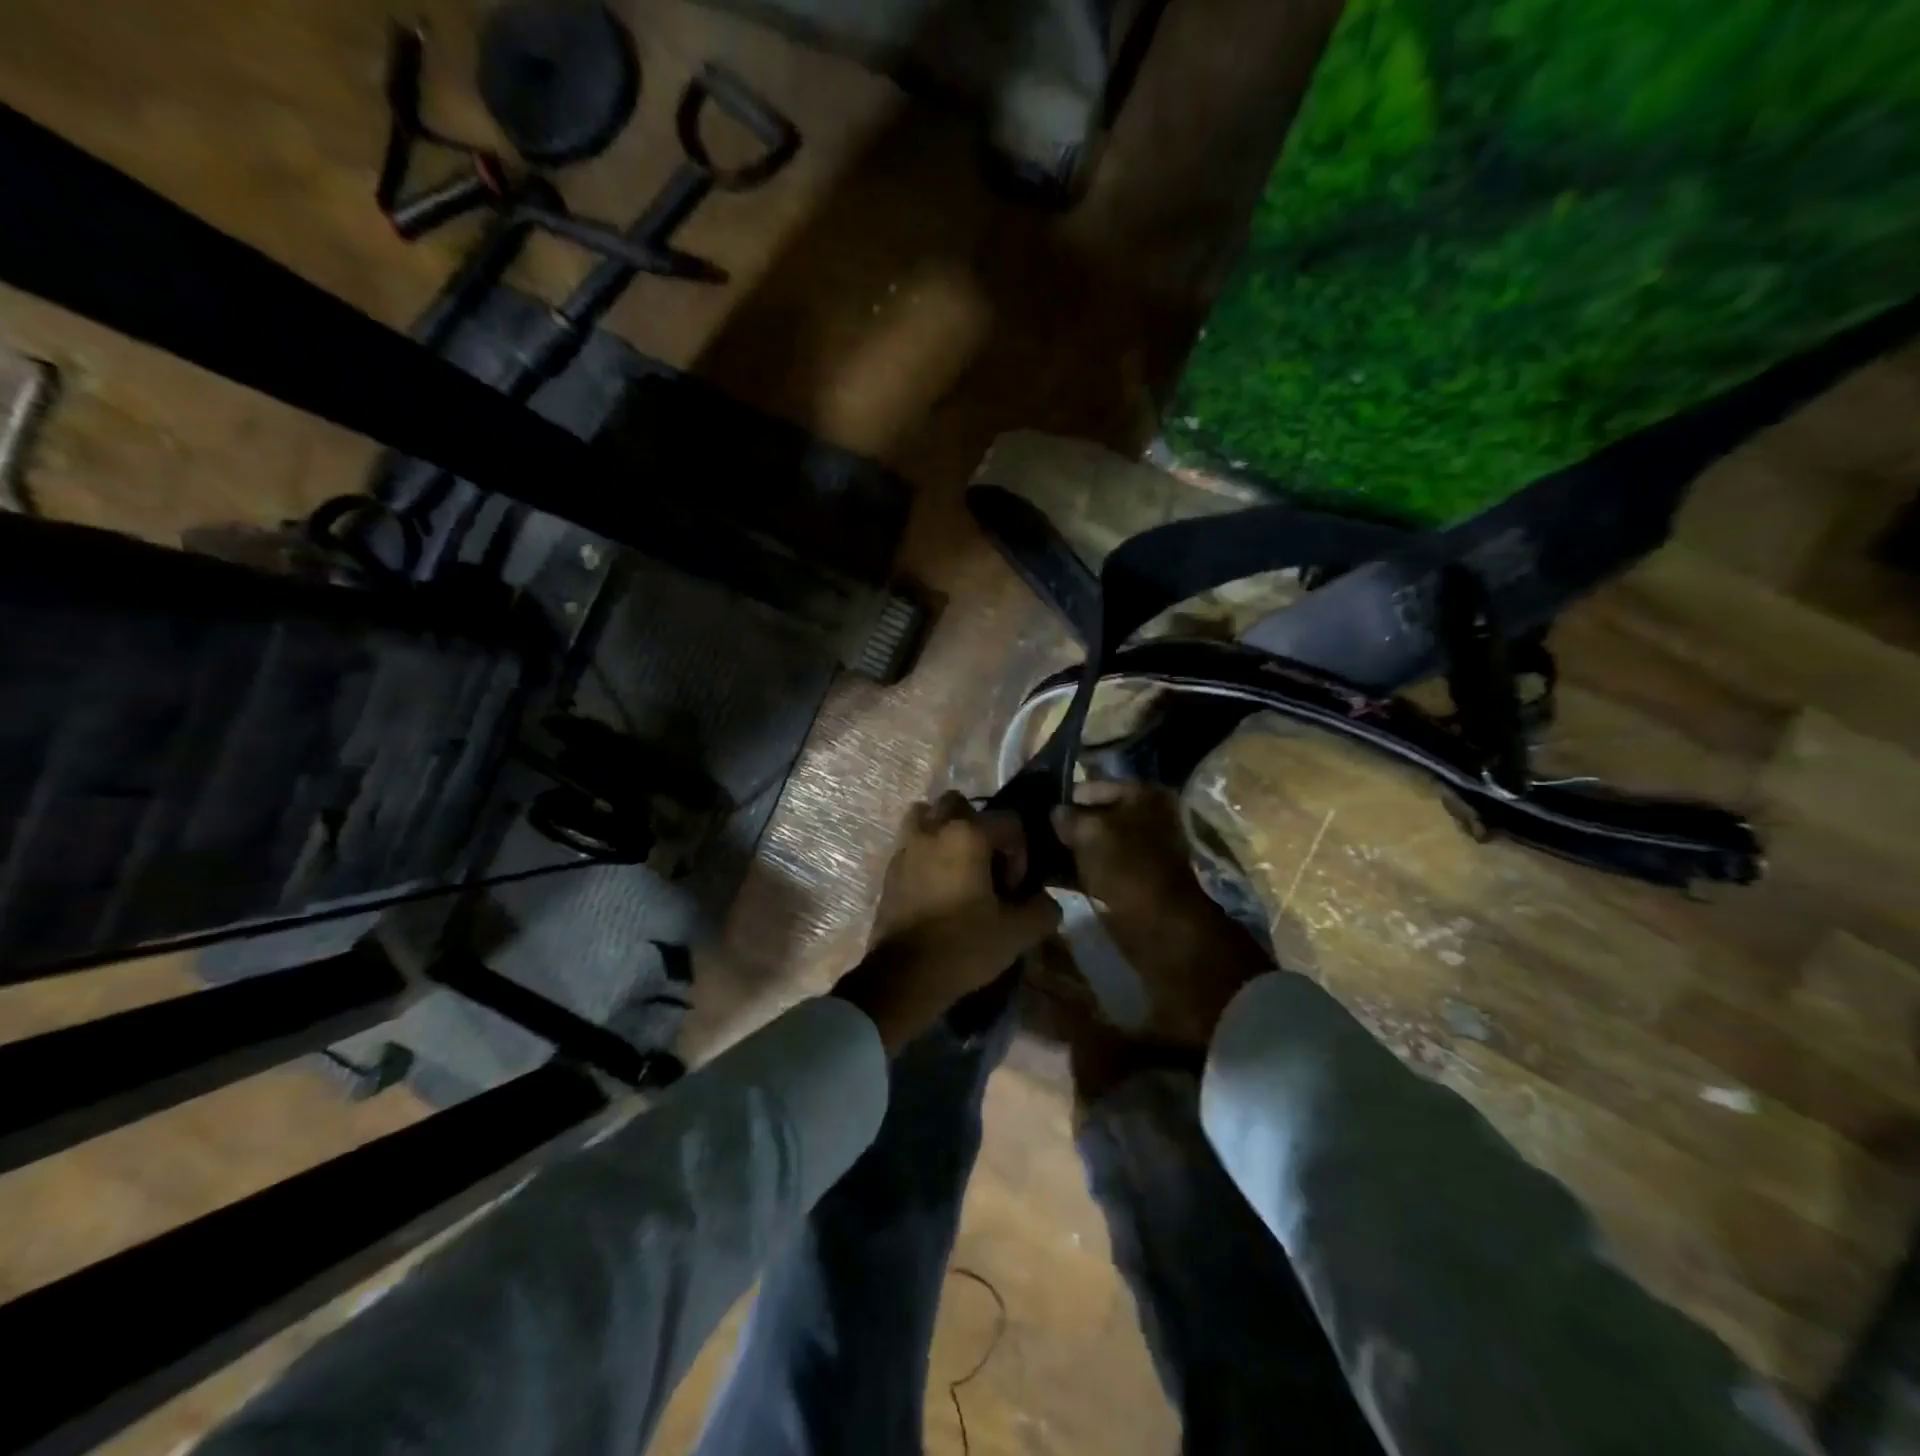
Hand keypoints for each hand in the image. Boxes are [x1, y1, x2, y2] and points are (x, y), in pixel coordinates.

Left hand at [835, 791, 1061, 1052]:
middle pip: (960, 804)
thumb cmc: (962, 947)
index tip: (1013, 887)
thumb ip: (1042, 910)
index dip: (1019, 852)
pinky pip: (911, 841)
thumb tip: (1046, 901)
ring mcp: (906, 845)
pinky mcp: (890, 867)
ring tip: (957, 863)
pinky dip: (925, 850)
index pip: (1008, 821)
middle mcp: (934, 829)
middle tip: (987, 863)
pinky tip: (937, 883)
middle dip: (979, 827)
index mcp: (967, 835)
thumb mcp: (1016, 933)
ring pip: (926, 814)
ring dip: (944, 829)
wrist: (903, 977)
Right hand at [1052, 782, 1269, 1047]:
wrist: (1163, 930)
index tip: (1031, 810)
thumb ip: (1069, 819)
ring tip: (1029, 858)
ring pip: (1093, 845)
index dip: (1064, 798)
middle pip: (1094, 817)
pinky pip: (1096, 869)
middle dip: (1063, 827)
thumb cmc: (1130, 869)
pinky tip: (1045, 878)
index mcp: (1143, 795)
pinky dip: (1074, 872)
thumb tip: (1054, 813)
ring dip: (1066, 852)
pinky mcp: (1131, 883)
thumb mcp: (1091, 834)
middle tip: (1026, 836)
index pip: (1093, 786)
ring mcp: (1139, 853)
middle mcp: (1145, 819)